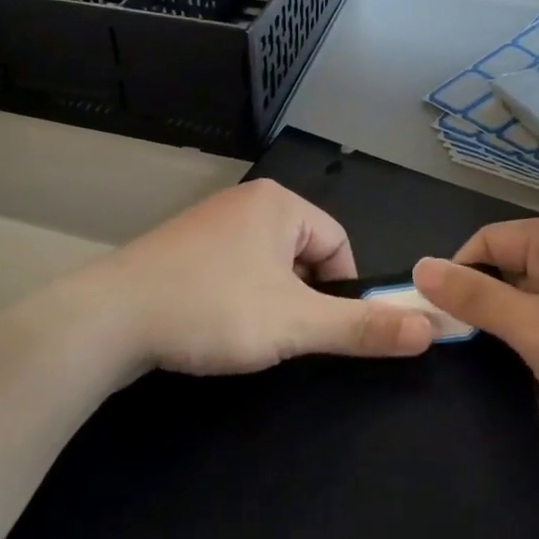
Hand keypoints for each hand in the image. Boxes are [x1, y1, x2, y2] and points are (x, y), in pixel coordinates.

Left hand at [94, 180, 432, 376]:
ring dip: (270, 302)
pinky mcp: (184, 246)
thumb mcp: (295, 323)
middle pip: (304, 254)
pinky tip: (214, 325)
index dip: (341, 292)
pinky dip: (236, 298)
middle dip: (301, 298)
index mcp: (280, 203)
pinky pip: (233, 269)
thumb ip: (362, 327)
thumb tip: (430, 327)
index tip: (320, 331)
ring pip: (268, 265)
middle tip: (279, 336)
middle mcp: (248, 201)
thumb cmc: (212, 309)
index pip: (339, 244)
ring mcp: (211, 221)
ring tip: (244, 335)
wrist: (108, 318)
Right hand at [412, 217, 538, 440]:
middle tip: (488, 378)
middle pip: (512, 290)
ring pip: (538, 328)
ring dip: (534, 372)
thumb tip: (419, 267)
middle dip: (503, 342)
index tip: (441, 327)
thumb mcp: (536, 329)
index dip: (459, 281)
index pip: (486, 244)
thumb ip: (475, 299)